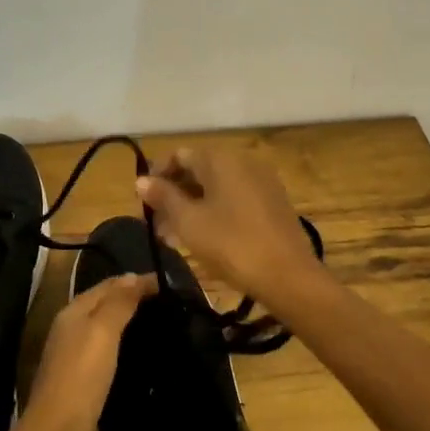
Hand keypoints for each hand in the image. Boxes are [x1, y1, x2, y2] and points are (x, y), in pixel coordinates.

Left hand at [20, 272, 155, 430]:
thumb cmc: (81, 377)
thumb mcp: (102, 332)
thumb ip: (118, 303)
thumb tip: (133, 275)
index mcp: (73, 313)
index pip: (108, 285)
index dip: (136, 280)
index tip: (170, 283)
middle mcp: (70, 330)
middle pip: (104, 305)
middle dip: (132, 298)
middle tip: (169, 301)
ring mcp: (73, 358)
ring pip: (104, 330)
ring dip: (128, 323)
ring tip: (160, 323)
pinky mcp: (80, 383)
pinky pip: (105, 354)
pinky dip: (123, 347)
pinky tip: (139, 355)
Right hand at [137, 147, 322, 306]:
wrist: (287, 275)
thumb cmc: (231, 244)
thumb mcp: (189, 222)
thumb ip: (163, 197)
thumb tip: (141, 180)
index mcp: (221, 159)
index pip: (178, 155)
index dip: (156, 176)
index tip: (142, 203)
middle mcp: (243, 161)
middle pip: (198, 170)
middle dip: (173, 194)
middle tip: (155, 224)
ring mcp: (261, 182)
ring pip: (216, 188)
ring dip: (191, 206)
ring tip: (172, 237)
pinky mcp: (272, 203)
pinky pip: (234, 199)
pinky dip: (213, 212)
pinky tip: (201, 238)